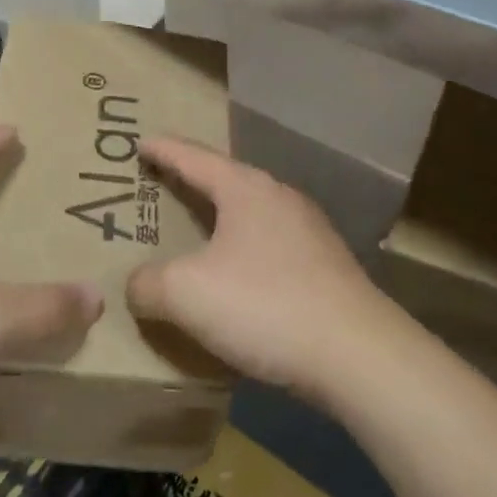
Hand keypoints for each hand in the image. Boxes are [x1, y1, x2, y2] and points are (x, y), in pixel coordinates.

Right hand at [126, 137, 400, 407]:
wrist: (357, 354)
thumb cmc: (264, 305)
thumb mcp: (185, 293)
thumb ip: (147, 283)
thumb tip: (139, 284)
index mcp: (245, 189)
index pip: (193, 157)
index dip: (162, 150)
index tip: (140, 142)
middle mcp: (280, 198)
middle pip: (225, 181)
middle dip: (191, 183)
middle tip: (160, 186)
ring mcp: (309, 231)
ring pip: (250, 215)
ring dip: (219, 221)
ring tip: (194, 231)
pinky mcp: (325, 266)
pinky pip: (269, 246)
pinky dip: (242, 251)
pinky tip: (235, 277)